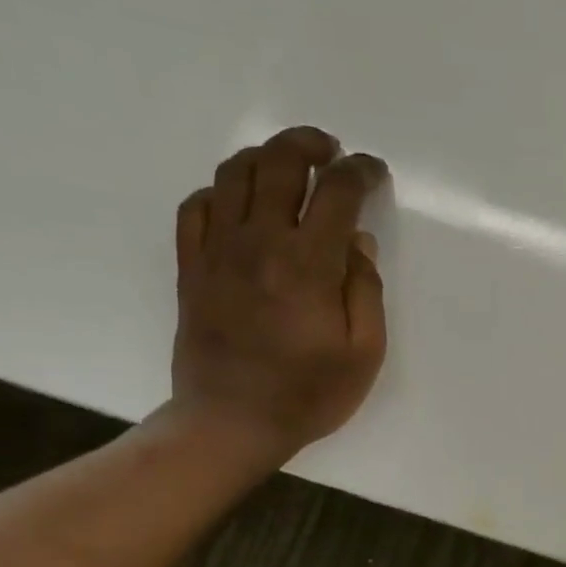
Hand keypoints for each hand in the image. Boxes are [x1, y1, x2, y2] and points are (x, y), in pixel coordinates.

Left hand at [166, 126, 388, 468]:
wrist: (232, 421)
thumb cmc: (308, 394)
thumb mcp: (364, 353)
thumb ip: (366, 291)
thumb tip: (358, 243)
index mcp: (309, 264)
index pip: (336, 193)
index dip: (359, 172)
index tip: (373, 171)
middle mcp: (260, 242)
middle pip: (279, 164)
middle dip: (308, 145)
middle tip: (329, 151)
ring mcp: (218, 251)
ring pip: (234, 175)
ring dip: (265, 157)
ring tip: (288, 167)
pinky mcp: (192, 266)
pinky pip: (197, 206)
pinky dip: (221, 191)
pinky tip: (239, 202)